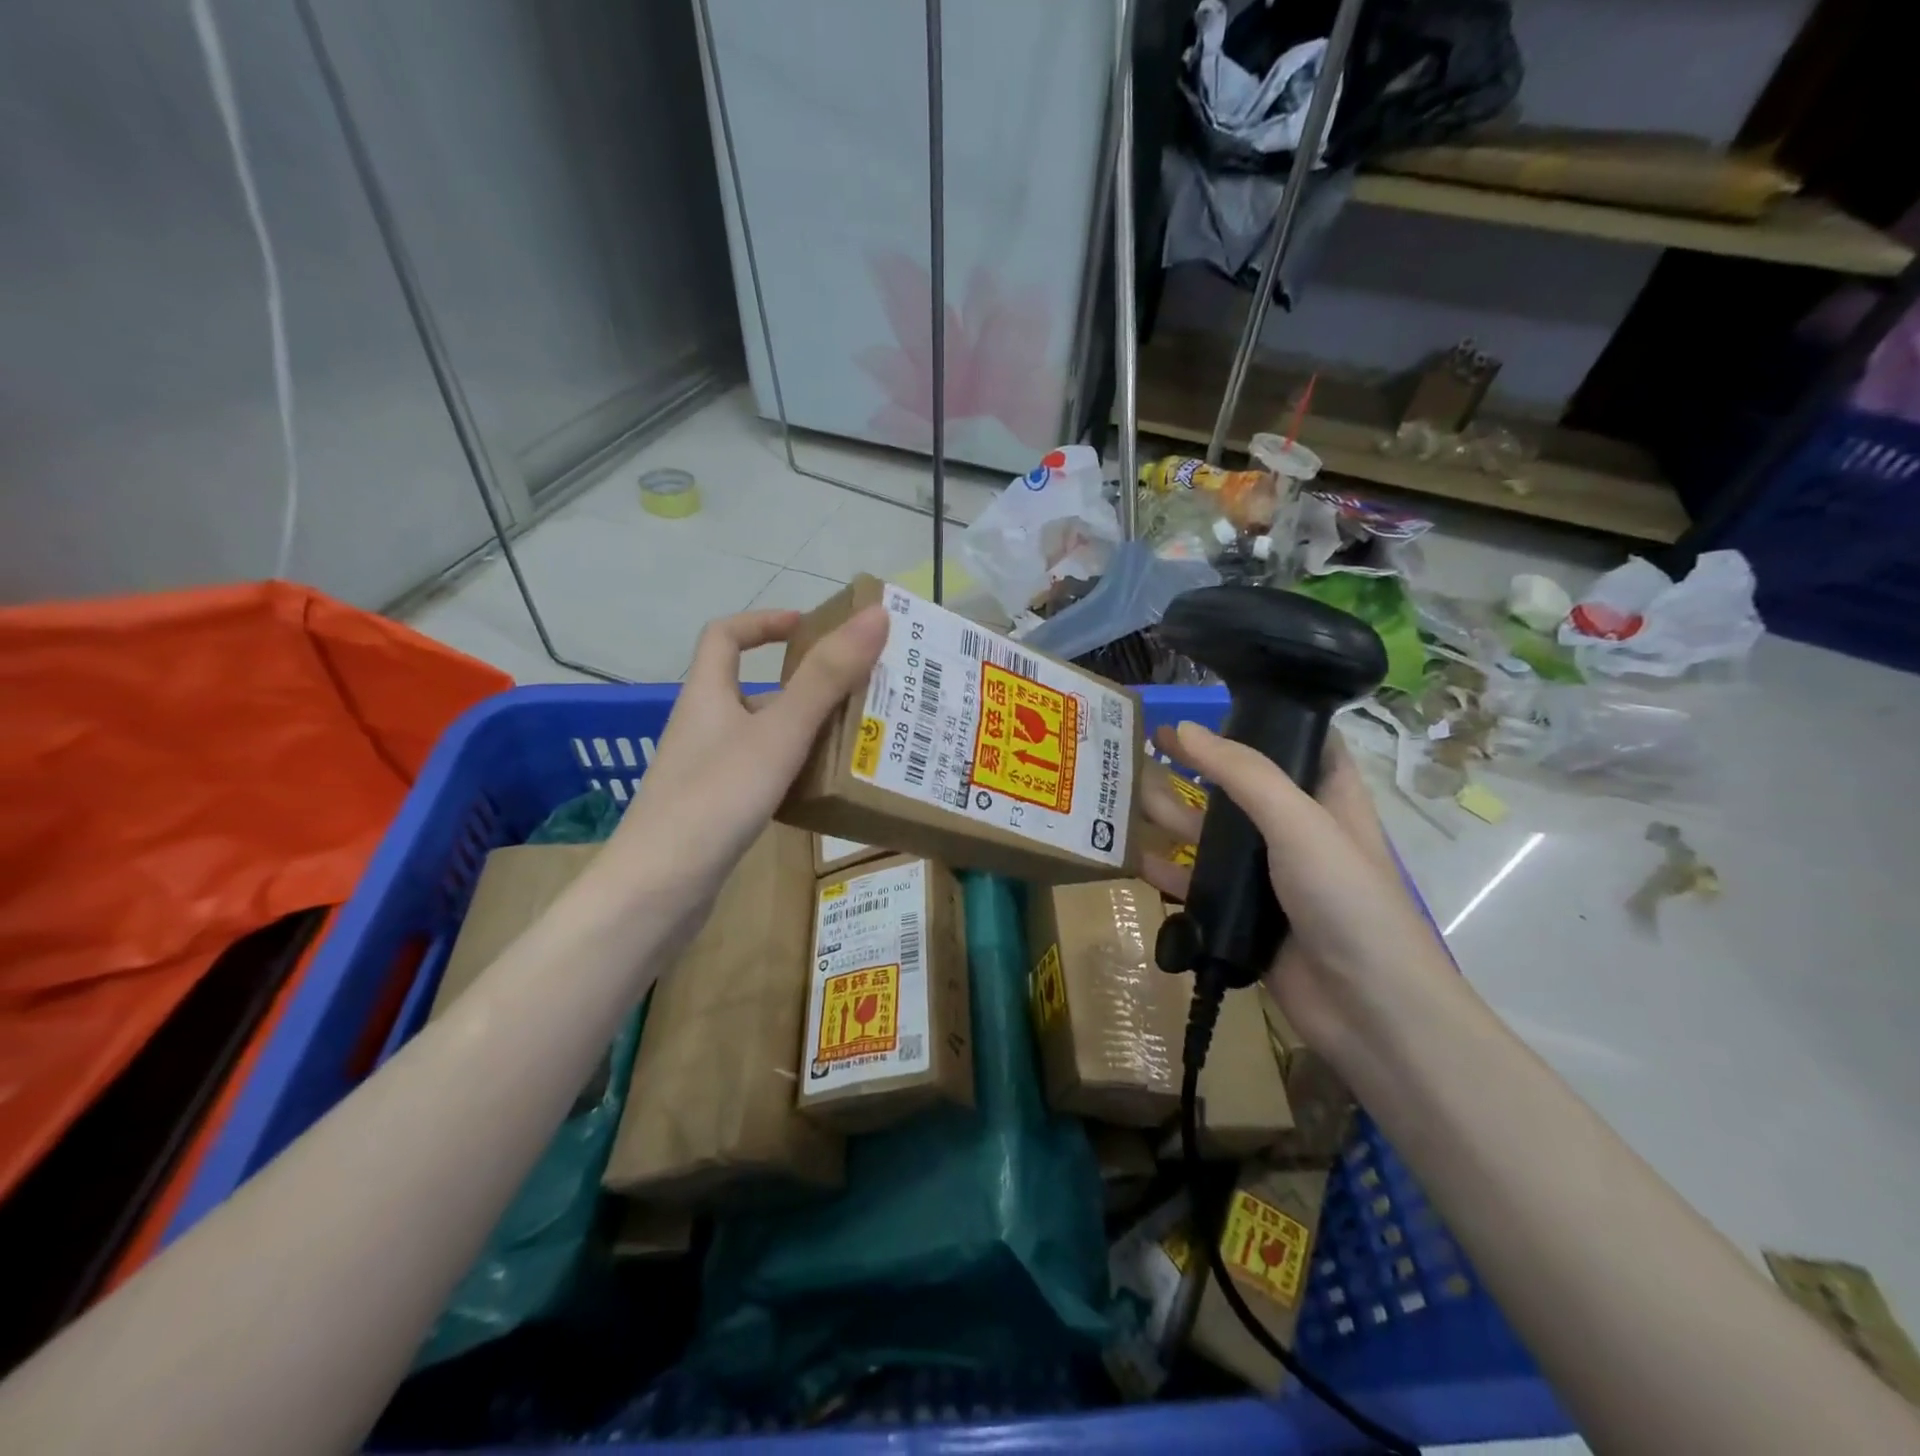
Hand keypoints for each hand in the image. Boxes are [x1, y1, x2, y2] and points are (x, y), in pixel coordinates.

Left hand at [599, 604, 887, 919]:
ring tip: (857, 740)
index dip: (763, 621)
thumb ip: (826, 677)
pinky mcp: (715, 810)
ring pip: (761, 736)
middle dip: (804, 686)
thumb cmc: (715, 799)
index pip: (724, 636)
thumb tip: (875, 614)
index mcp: (707, 696)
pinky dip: (793, 772)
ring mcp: (707, 772)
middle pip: (752, 689)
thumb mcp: (778, 733)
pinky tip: (823, 791)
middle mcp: (703, 727)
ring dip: (804, 731)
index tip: (809, 626)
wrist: (657, 891)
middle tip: (858, 691)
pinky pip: (761, 774)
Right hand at [1136, 721, 1451, 1052]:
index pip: (1295, 743)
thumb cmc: (1347, 900)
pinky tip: (1131, 856)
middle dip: (1194, 766)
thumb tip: (1184, 728)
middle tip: (1141, 745)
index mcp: (1326, 798)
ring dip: (1172, 814)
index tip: (1207, 704)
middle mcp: (1296, 831)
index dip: (1256, 720)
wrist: (1369, 1010)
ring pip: (1212, 835)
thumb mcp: (1299, 822)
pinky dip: (1168, 869)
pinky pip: (1198, 884)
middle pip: (1238, 787)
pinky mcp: (1244, 916)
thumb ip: (1243, 773)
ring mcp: (1268, 876)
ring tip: (1122, 793)